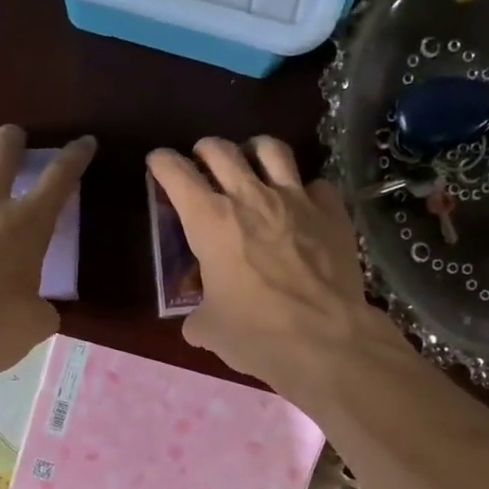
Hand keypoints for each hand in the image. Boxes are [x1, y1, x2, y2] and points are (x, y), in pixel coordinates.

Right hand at [146, 137, 392, 393]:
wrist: (325, 339)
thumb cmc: (256, 334)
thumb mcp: (209, 329)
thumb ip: (199, 315)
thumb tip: (199, 321)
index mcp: (209, 221)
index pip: (176, 174)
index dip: (162, 163)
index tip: (157, 162)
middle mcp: (250, 197)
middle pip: (221, 150)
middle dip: (204, 150)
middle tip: (201, 161)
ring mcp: (296, 199)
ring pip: (271, 149)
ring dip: (254, 150)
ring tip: (252, 162)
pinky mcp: (331, 212)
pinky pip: (315, 183)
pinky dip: (304, 189)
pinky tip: (303, 204)